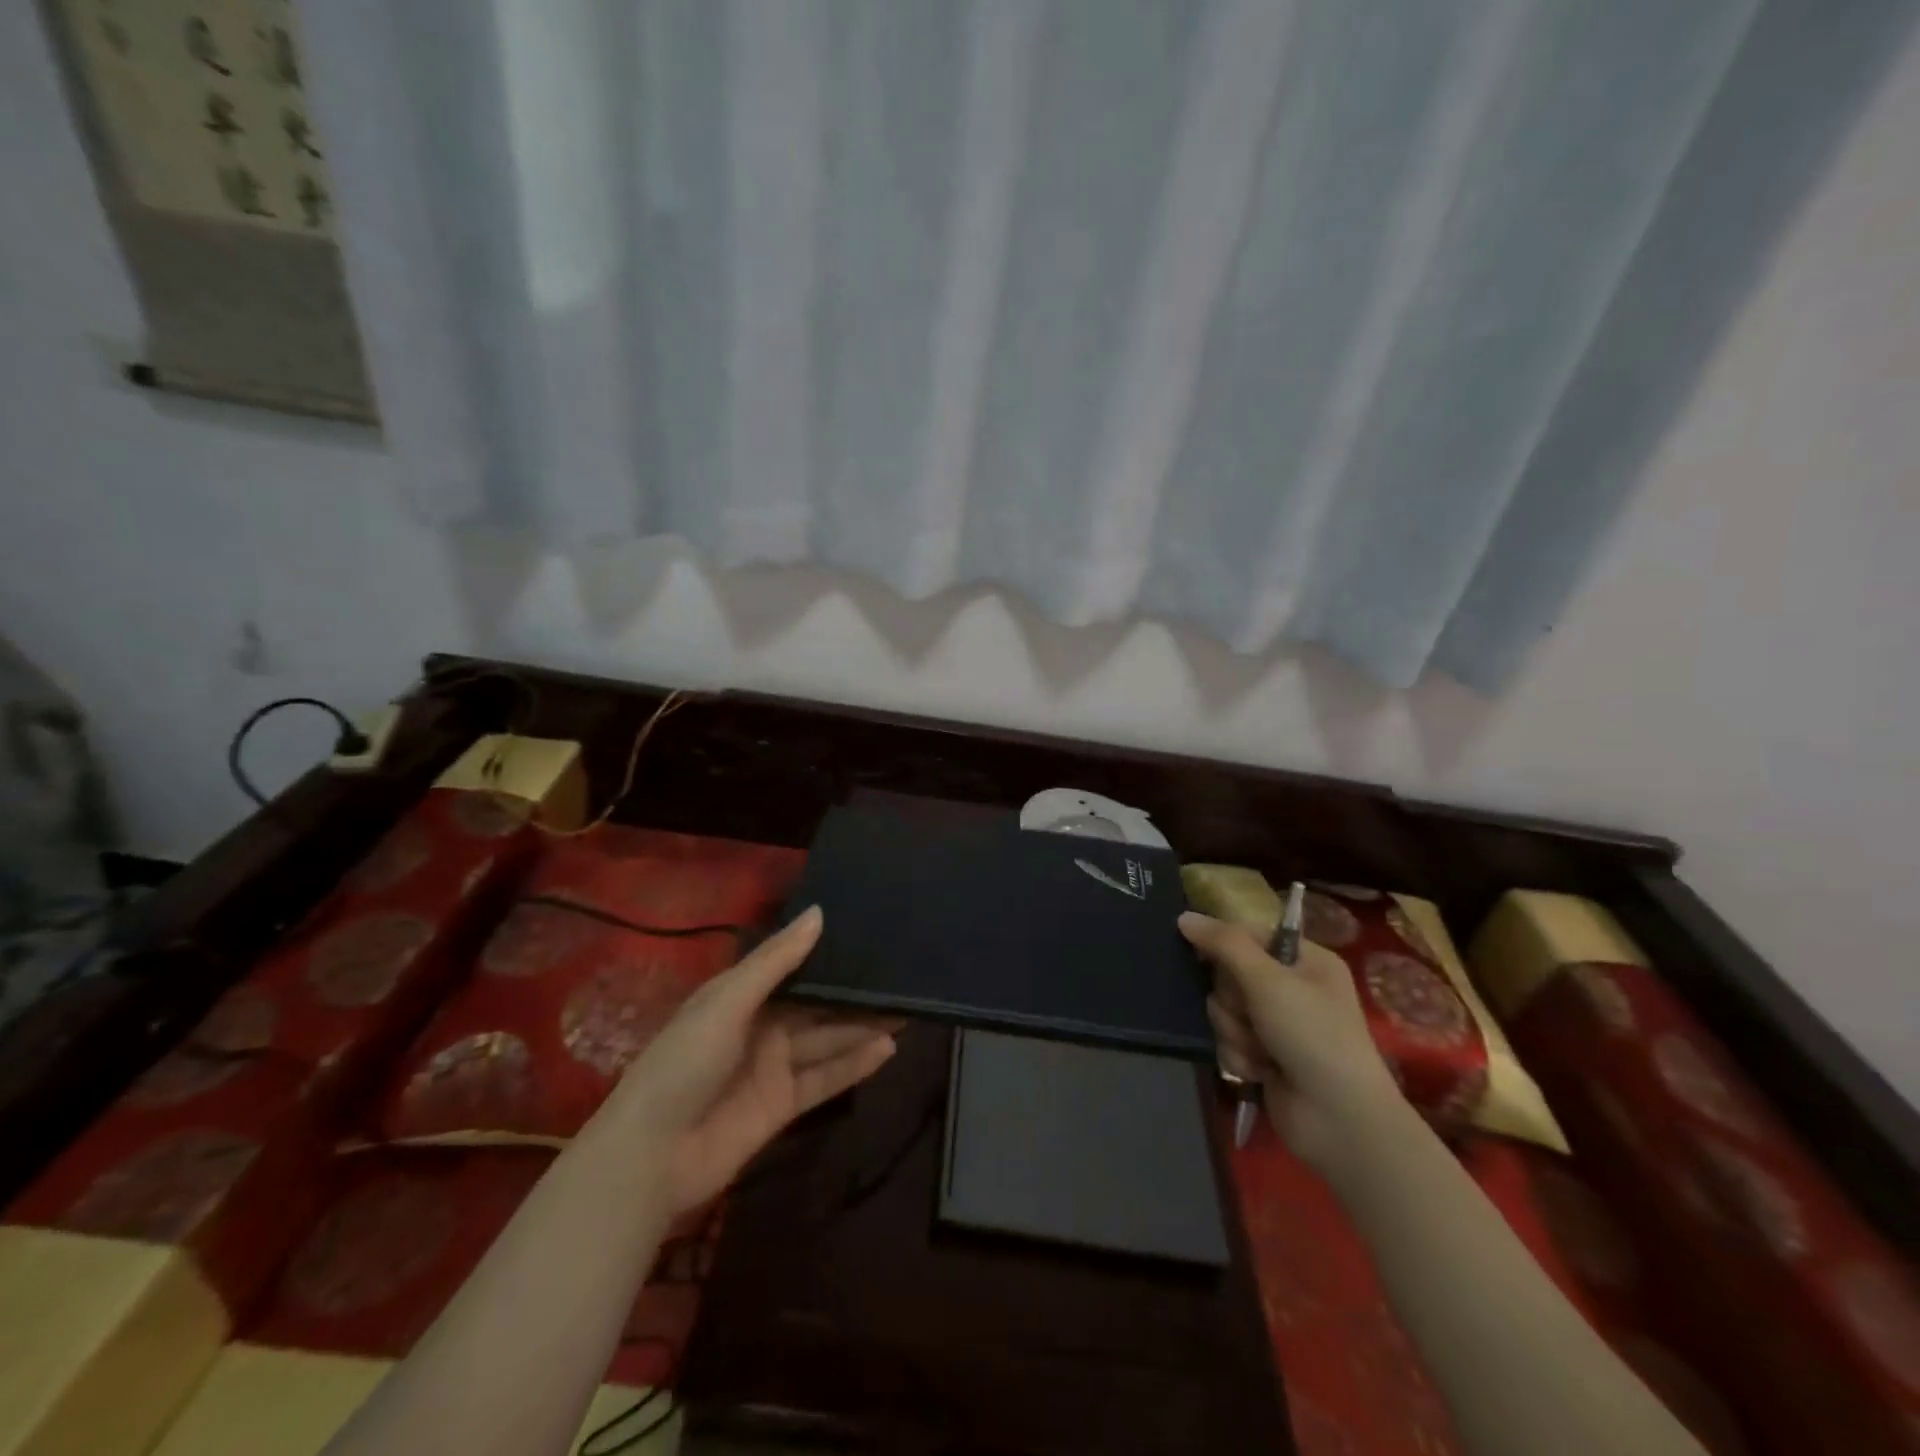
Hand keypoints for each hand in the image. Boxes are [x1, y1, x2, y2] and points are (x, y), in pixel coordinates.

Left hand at [607, 906, 899, 1212]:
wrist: (652, 1155)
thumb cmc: (684, 1062)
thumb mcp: (727, 1001)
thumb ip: (776, 960)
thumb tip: (820, 913)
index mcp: (742, 994)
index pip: (794, 967)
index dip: (828, 953)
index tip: (869, 935)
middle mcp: (762, 1026)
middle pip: (817, 1006)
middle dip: (855, 993)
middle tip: (901, 976)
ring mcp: (774, 1066)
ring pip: (827, 1040)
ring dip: (863, 1027)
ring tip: (907, 1009)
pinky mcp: (783, 1104)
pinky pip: (826, 1079)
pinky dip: (855, 1065)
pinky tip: (888, 1049)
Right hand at [1179, 910, 1401, 1165]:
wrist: (1339, 1120)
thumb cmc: (1312, 1035)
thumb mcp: (1268, 980)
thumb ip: (1223, 944)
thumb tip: (1183, 917)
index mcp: (1305, 960)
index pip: (1248, 934)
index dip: (1223, 944)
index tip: (1202, 955)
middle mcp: (1292, 987)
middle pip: (1229, 974)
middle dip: (1233, 1000)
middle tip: (1251, 1014)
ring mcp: (1278, 1024)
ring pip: (1224, 1010)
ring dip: (1235, 1032)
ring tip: (1261, 1052)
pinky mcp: (1265, 1056)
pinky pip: (1229, 1040)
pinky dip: (1240, 1056)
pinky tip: (1262, 1072)